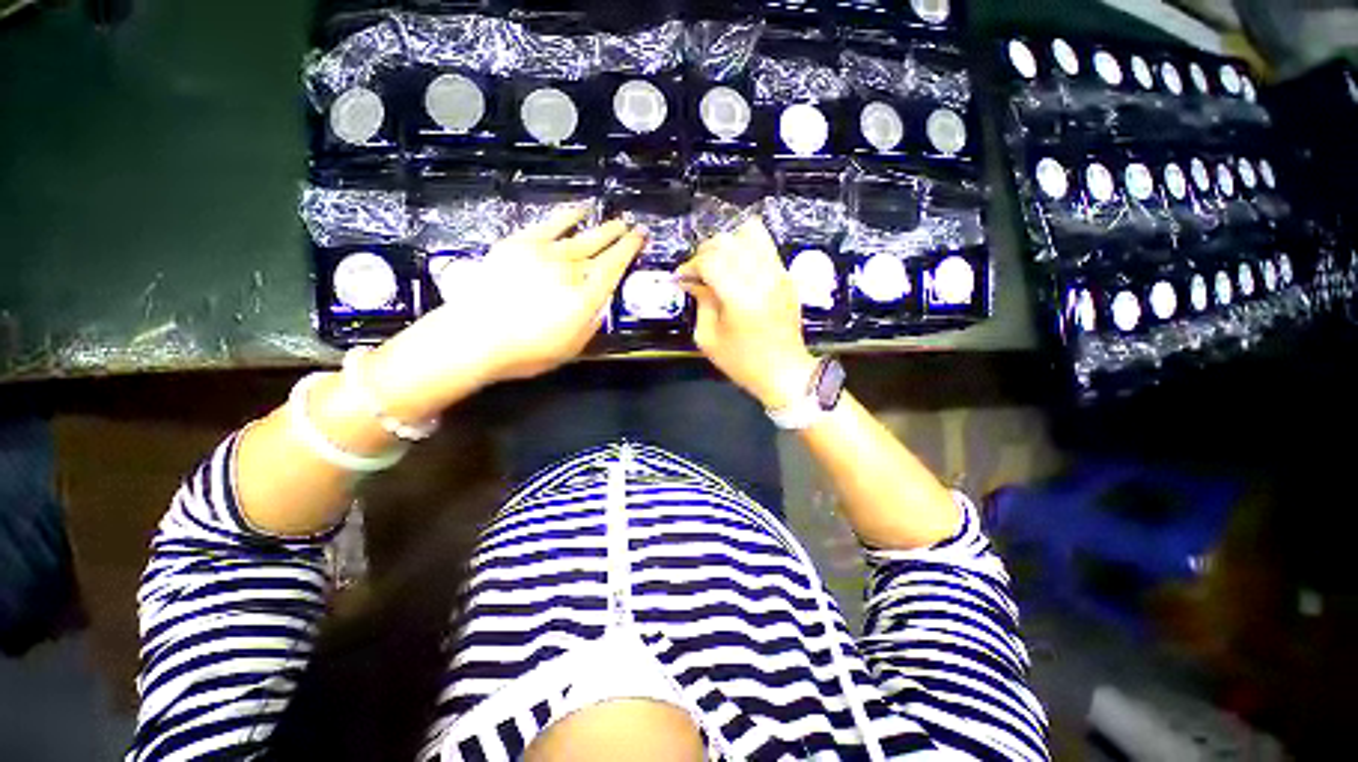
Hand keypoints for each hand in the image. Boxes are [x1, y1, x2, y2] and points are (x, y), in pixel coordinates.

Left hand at [366, 207, 643, 419]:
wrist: (476, 338)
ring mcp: (545, 254)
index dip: (629, 252)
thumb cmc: (527, 351)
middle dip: (620, 238)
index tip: (640, 239)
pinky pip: (550, 224)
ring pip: (581, 237)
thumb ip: (591, 324)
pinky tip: (579, 209)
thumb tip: (598, 305)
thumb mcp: (571, 348)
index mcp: (585, 298)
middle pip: (601, 250)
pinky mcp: (520, 244)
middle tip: (634, 227)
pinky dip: (566, 215)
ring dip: (601, 228)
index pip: (613, 269)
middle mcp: (570, 272)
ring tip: (616, 221)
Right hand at [678, 218, 818, 410]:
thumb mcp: (709, 338)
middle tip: (699, 272)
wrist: (785, 372)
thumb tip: (693, 280)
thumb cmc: (743, 362)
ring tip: (720, 264)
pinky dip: (747, 250)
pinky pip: (766, 247)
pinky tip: (738, 270)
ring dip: (729, 245)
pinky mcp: (787, 276)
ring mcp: (779, 274)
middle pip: (728, 240)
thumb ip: (701, 302)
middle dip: (706, 252)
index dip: (691, 265)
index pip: (710, 259)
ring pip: (751, 233)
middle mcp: (762, 278)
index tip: (683, 278)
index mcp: (740, 296)